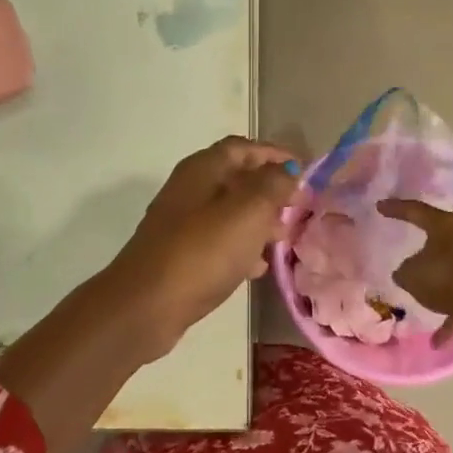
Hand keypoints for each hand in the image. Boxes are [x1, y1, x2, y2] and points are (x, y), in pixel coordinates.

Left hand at [106, 137, 300, 355]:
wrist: (147, 305)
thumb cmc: (202, 251)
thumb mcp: (248, 212)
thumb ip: (273, 185)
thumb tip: (289, 169)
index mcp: (202, 169)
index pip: (243, 148)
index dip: (275, 154)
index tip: (305, 170)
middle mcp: (189, 190)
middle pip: (236, 178)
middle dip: (269, 189)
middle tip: (299, 206)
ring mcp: (182, 224)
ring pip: (229, 212)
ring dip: (258, 220)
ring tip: (284, 237)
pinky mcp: (180, 255)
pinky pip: (218, 241)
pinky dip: (242, 247)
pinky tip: (259, 267)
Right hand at [377, 198, 452, 361]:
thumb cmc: (445, 278)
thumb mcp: (411, 275)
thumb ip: (406, 271)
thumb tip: (408, 271)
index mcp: (444, 226)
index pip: (416, 211)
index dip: (397, 209)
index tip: (380, 206)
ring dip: (452, 263)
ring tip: (436, 275)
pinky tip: (439, 339)